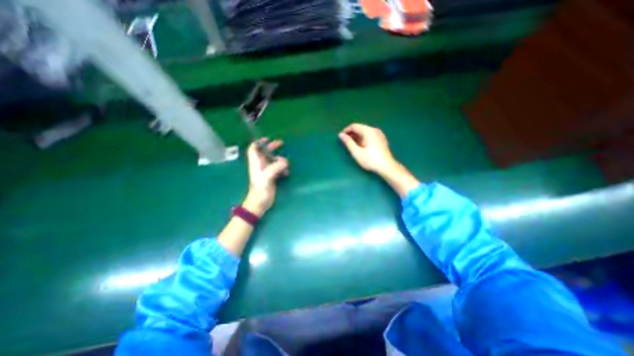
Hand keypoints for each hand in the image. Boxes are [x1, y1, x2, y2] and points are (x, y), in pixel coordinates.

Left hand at [243, 139, 288, 215]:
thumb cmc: (260, 190)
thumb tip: (285, 161)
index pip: (253, 149)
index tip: (267, 139)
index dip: (259, 142)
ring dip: (280, 160)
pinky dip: (283, 168)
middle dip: (272, 147)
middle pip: (265, 152)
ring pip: (273, 160)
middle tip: (281, 143)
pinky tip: (286, 173)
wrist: (260, 203)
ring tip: (286, 164)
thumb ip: (275, 167)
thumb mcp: (267, 177)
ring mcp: (266, 171)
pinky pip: (278, 168)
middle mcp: (260, 165)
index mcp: (256, 163)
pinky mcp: (271, 177)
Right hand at [340, 123, 397, 175]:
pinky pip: (369, 135)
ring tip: (352, 145)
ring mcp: (379, 134)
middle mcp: (374, 130)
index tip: (340, 137)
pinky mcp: (381, 140)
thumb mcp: (357, 152)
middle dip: (351, 134)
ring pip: (365, 132)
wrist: (387, 167)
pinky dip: (363, 139)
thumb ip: (348, 142)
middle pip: (360, 128)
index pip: (354, 126)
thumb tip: (341, 135)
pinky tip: (361, 147)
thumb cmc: (371, 160)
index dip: (346, 130)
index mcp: (368, 131)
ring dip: (357, 137)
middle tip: (345, 142)